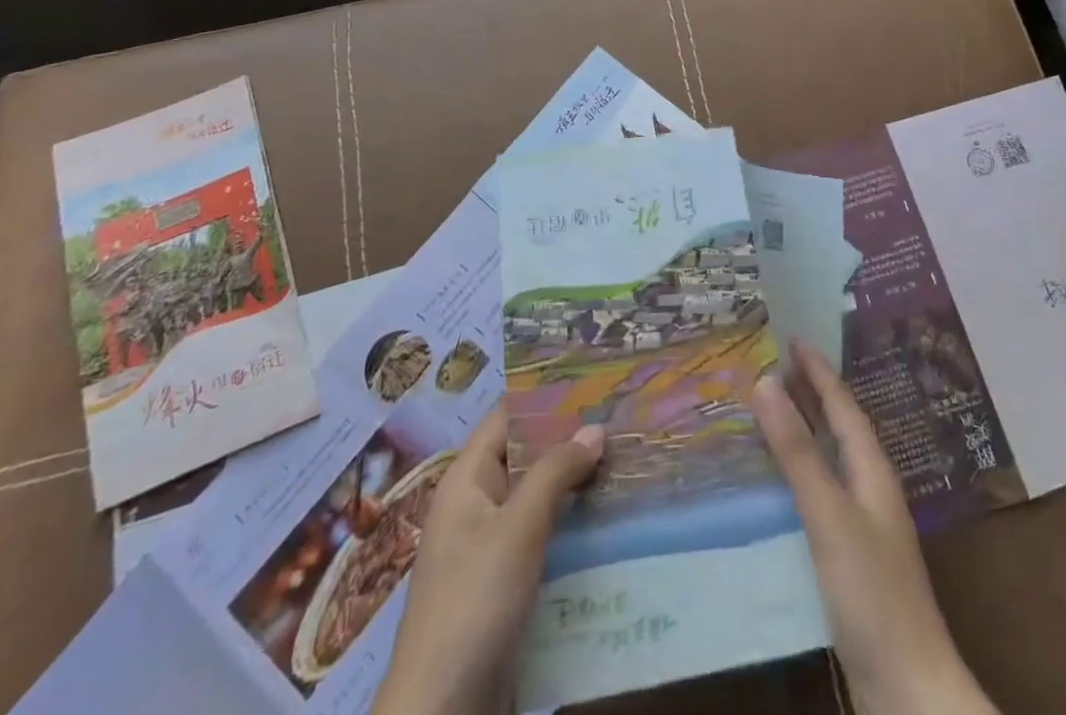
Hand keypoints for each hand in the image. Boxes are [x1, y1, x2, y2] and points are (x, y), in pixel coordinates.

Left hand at [372, 409, 604, 714]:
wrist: (442, 711)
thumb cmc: (474, 600)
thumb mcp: (518, 528)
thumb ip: (555, 472)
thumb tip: (595, 427)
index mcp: (466, 480)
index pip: (507, 417)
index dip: (545, 398)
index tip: (592, 383)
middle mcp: (475, 504)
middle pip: (524, 456)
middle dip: (568, 441)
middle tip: (620, 421)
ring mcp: (488, 547)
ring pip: (536, 499)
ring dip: (573, 485)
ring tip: (623, 464)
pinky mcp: (503, 584)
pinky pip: (539, 537)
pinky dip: (568, 524)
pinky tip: (605, 521)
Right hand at [751, 340, 997, 714]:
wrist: (908, 689)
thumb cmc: (872, 592)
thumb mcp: (829, 514)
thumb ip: (797, 451)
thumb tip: (765, 382)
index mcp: (872, 470)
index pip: (842, 405)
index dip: (818, 370)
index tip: (792, 337)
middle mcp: (870, 488)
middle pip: (838, 427)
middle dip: (811, 392)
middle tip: (775, 363)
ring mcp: (863, 524)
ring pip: (829, 458)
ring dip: (803, 429)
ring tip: (771, 408)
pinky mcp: (850, 556)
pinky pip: (819, 491)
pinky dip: (798, 470)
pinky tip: (776, 481)